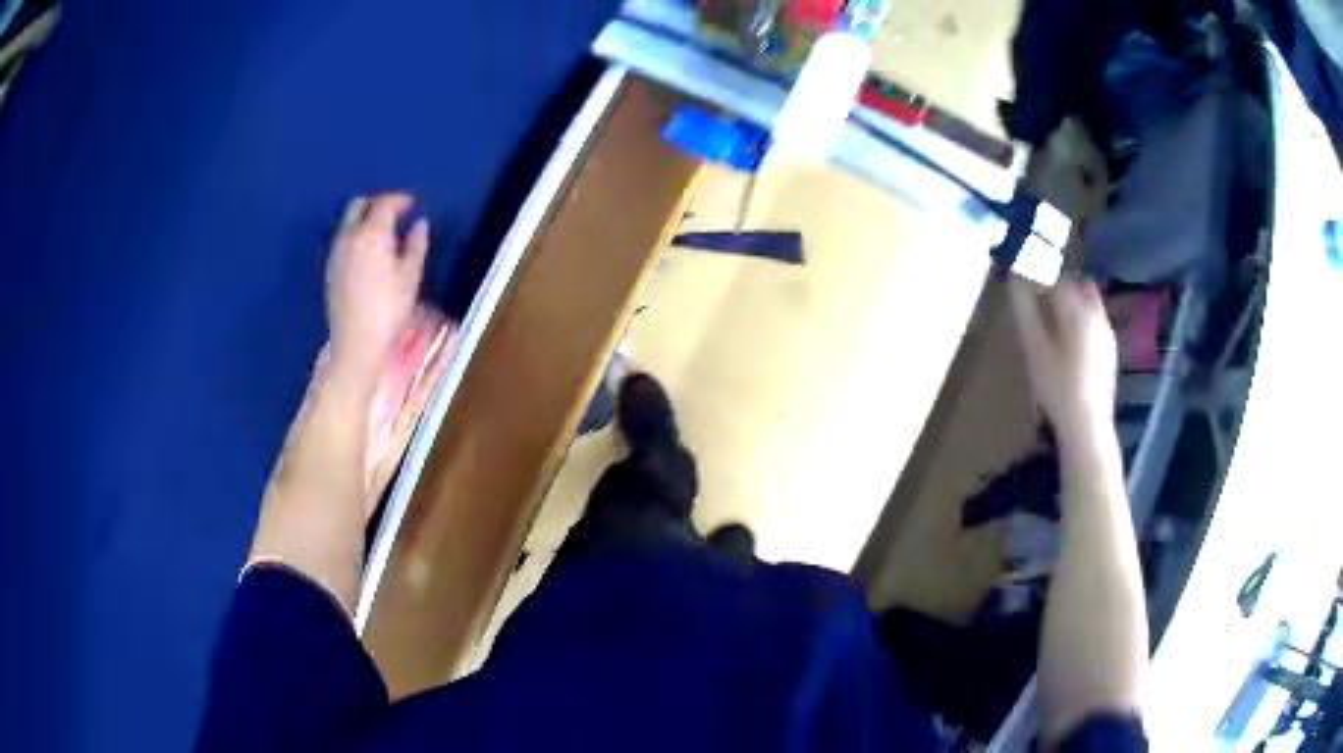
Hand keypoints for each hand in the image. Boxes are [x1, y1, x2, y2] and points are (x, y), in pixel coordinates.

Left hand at [325, 194, 428, 386]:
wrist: (356, 342)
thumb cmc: (388, 309)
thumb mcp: (410, 276)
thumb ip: (416, 245)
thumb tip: (418, 224)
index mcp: (371, 234)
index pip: (385, 203)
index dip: (400, 199)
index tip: (412, 203)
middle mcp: (349, 237)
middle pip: (359, 205)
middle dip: (377, 203)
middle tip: (395, 213)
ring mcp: (336, 252)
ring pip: (348, 222)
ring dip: (365, 219)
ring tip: (383, 233)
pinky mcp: (330, 268)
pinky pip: (343, 239)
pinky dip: (356, 235)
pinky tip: (368, 253)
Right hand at [1009, 277, 1117, 444]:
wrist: (1087, 424)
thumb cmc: (1057, 386)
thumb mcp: (1035, 348)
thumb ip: (1025, 311)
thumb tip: (1015, 280)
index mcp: (1079, 311)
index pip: (1059, 279)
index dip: (1041, 279)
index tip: (1026, 290)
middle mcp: (1097, 316)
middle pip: (1080, 286)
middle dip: (1060, 288)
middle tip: (1041, 304)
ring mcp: (1107, 334)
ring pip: (1089, 305)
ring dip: (1072, 305)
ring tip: (1053, 327)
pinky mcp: (1110, 352)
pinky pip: (1095, 323)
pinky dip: (1081, 323)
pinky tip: (1070, 348)